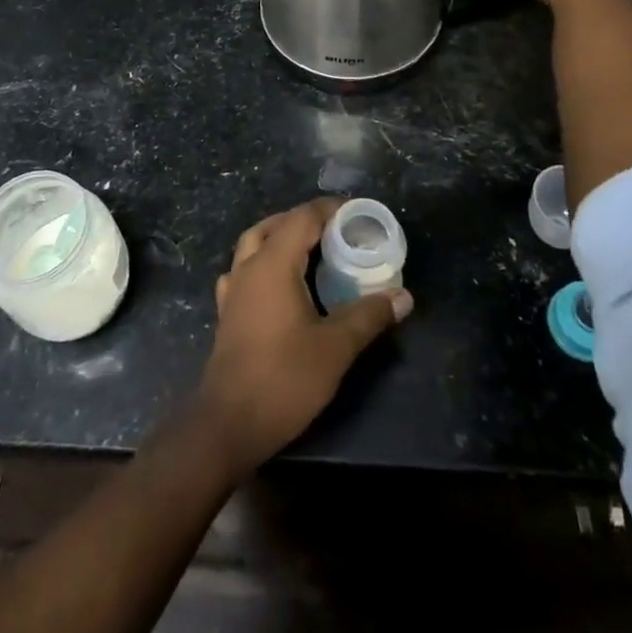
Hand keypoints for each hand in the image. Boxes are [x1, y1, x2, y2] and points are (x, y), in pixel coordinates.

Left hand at [196, 198, 411, 477]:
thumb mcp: (335, 347)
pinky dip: (262, 262)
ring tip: (311, 248)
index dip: (329, 209)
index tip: (356, 211)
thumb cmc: (284, 378)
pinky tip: (278, 281)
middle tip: (338, 230)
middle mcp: (248, 267)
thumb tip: (403, 296)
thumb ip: (369, 316)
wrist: (230, 422)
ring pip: (253, 243)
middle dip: (305, 220)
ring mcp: (233, 289)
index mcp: (273, 264)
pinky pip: (243, 269)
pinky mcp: (228, 311)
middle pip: (275, 225)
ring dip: (280, 236)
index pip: (301, 218)